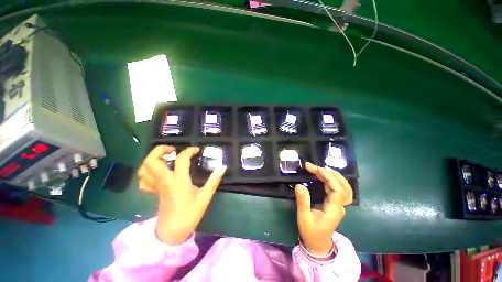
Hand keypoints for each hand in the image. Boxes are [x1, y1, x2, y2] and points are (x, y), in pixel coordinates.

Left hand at [137, 145, 226, 244]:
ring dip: (152, 158)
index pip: (181, 159)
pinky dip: (148, 172)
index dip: (189, 151)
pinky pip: (144, 179)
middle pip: (152, 161)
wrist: (172, 233)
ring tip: (165, 157)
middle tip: (173, 150)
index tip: (196, 150)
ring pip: (144, 169)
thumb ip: (214, 181)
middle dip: (161, 150)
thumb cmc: (189, 215)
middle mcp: (164, 181)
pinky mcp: (154, 192)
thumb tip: (223, 167)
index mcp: (178, 182)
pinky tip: (158, 171)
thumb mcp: (205, 197)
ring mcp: (156, 187)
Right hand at [295, 162, 352, 255]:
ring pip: (344, 187)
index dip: (329, 177)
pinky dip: (332, 180)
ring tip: (318, 169)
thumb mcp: (304, 218)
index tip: (315, 169)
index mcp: (334, 209)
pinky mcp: (335, 204)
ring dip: (332, 175)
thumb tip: (300, 185)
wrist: (318, 245)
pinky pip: (338, 189)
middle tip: (314, 167)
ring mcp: (339, 205)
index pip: (339, 190)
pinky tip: (322, 176)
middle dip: (330, 173)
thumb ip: (303, 202)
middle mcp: (340, 206)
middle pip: (344, 186)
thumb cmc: (311, 233)